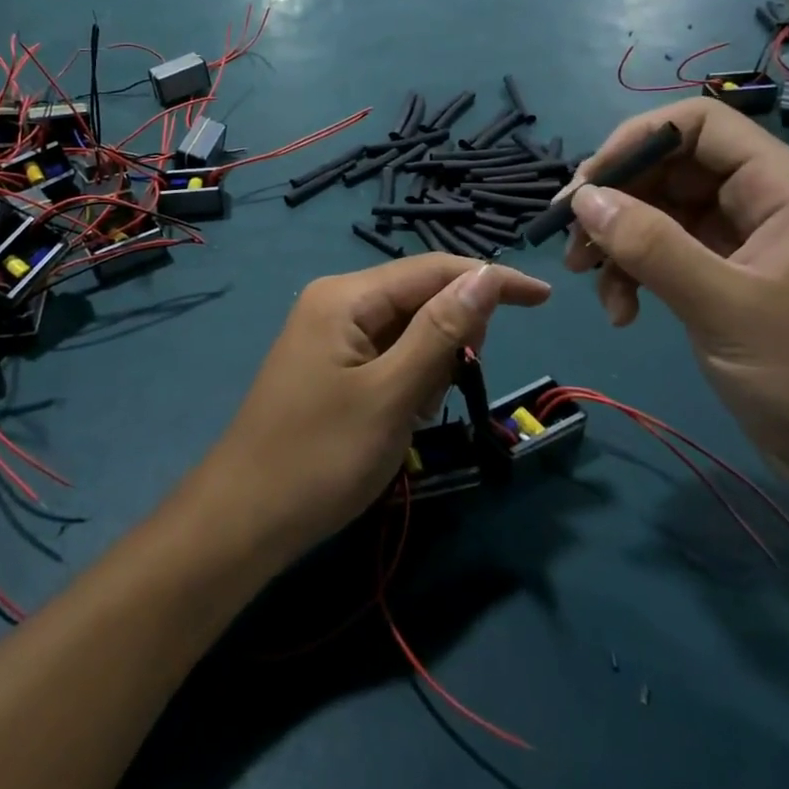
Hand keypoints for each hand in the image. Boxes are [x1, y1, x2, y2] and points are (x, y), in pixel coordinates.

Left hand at [199, 256, 550, 563]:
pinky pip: (386, 355)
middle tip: (451, 386)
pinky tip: (396, 418)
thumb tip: (488, 275)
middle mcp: (337, 302)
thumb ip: (441, 331)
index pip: (434, 269)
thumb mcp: (392, 395)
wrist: (244, 519)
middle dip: (451, 335)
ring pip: (407, 330)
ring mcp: (330, 334)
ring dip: (429, 365)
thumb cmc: (320, 457)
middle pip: (419, 297)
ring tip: (413, 414)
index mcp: (346, 296)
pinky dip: (407, 381)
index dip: (491, 279)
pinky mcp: (330, 365)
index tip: (544, 300)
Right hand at [563, 98, 788, 510]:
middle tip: (573, 242)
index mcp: (783, 188)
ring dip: (619, 242)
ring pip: (662, 213)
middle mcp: (763, 203)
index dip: (636, 141)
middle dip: (617, 200)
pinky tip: (623, 313)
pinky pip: (669, 254)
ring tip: (589, 282)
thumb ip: (650, 246)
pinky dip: (637, 274)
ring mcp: (745, 243)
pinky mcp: (731, 280)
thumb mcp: (724, 308)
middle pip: (671, 168)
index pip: (698, 124)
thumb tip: (582, 198)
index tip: (588, 186)